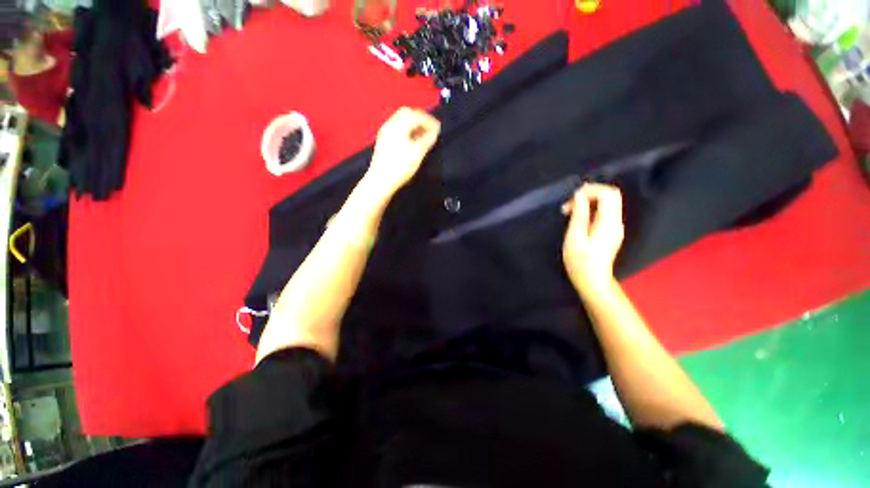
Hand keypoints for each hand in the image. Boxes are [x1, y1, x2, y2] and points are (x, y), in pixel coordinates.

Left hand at [366, 107, 440, 195]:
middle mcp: (390, 125)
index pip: (416, 115)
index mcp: (398, 126)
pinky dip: (407, 130)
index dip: (429, 120)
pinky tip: (412, 140)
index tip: (438, 129)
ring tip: (423, 135)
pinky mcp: (383, 141)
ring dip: (414, 124)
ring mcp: (385, 132)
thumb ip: (427, 140)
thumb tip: (434, 131)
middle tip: (431, 129)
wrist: (380, 181)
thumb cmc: (400, 167)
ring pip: (401, 120)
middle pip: (407, 113)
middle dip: (421, 119)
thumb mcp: (417, 154)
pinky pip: (397, 128)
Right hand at [562, 183, 624, 294]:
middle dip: (589, 194)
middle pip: (611, 195)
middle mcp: (616, 222)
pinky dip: (591, 209)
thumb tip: (579, 196)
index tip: (572, 200)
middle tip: (570, 204)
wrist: (592, 281)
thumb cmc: (580, 261)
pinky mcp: (610, 232)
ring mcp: (615, 227)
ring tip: (570, 211)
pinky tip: (577, 217)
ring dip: (589, 201)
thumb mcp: (574, 237)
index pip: (608, 193)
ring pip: (608, 203)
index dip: (590, 190)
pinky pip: (604, 212)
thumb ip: (579, 215)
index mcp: (609, 222)